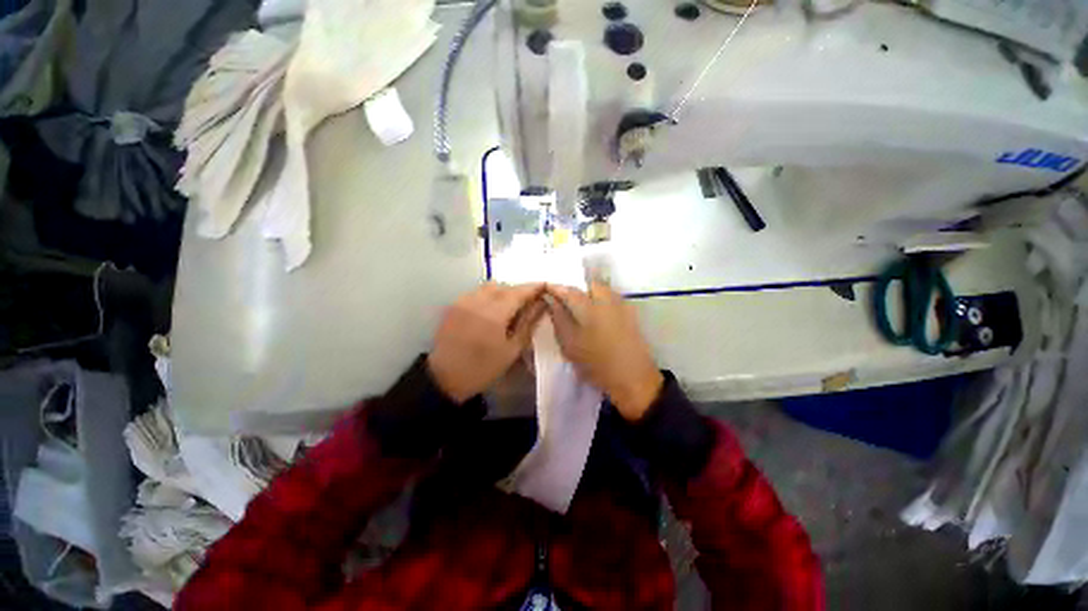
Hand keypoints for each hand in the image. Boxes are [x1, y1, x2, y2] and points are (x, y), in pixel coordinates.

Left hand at [427, 283, 545, 402]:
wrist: (445, 378)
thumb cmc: (483, 368)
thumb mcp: (512, 350)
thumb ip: (529, 323)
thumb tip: (542, 304)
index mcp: (494, 314)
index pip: (518, 292)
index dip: (533, 287)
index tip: (545, 286)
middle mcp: (477, 301)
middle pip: (504, 286)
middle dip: (518, 290)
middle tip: (528, 302)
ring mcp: (463, 301)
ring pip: (489, 286)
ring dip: (503, 291)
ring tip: (509, 307)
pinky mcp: (454, 305)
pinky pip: (476, 292)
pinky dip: (489, 295)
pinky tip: (491, 310)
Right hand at [544, 280, 663, 420]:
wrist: (633, 378)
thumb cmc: (596, 362)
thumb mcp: (570, 344)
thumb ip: (559, 318)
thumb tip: (551, 300)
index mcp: (590, 305)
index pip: (569, 289)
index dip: (556, 287)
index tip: (546, 289)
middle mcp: (608, 299)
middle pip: (589, 284)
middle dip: (576, 288)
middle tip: (565, 301)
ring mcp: (622, 305)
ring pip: (602, 290)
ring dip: (589, 294)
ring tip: (580, 308)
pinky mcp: (631, 314)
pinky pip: (612, 299)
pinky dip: (601, 301)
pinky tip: (596, 316)